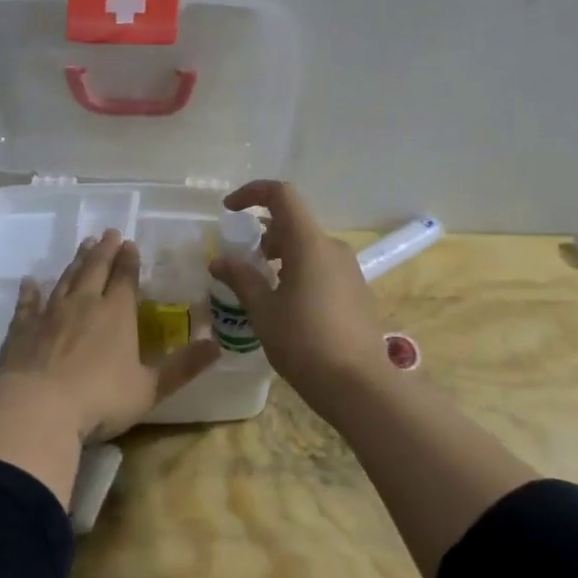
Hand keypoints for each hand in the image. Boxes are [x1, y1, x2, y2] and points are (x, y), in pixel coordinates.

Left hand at [0, 228, 220, 442]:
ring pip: (66, 279)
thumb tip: (218, 346)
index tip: (131, 243)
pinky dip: (30, 291)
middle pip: (95, 268)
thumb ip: (183, 367)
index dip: (130, 260)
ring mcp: (50, 314)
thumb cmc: (100, 399)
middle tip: (109, 233)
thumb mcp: (150, 388)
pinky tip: (29, 282)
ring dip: (76, 261)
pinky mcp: (22, 329)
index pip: (126, 278)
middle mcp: (84, 304)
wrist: (37, 408)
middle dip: (104, 250)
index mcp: (117, 313)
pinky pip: (27, 304)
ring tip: (83, 246)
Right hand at [207, 181, 384, 396]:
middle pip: (294, 223)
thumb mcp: (263, 310)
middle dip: (264, 234)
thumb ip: (241, 278)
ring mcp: (349, 269)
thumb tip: (219, 260)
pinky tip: (288, 306)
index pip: (282, 195)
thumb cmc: (304, 342)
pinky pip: (322, 267)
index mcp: (309, 243)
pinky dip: (299, 272)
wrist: (358, 383)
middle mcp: (333, 248)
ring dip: (282, 255)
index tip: (229, 210)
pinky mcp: (357, 291)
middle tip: (244, 262)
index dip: (252, 193)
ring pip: (309, 247)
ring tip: (263, 287)